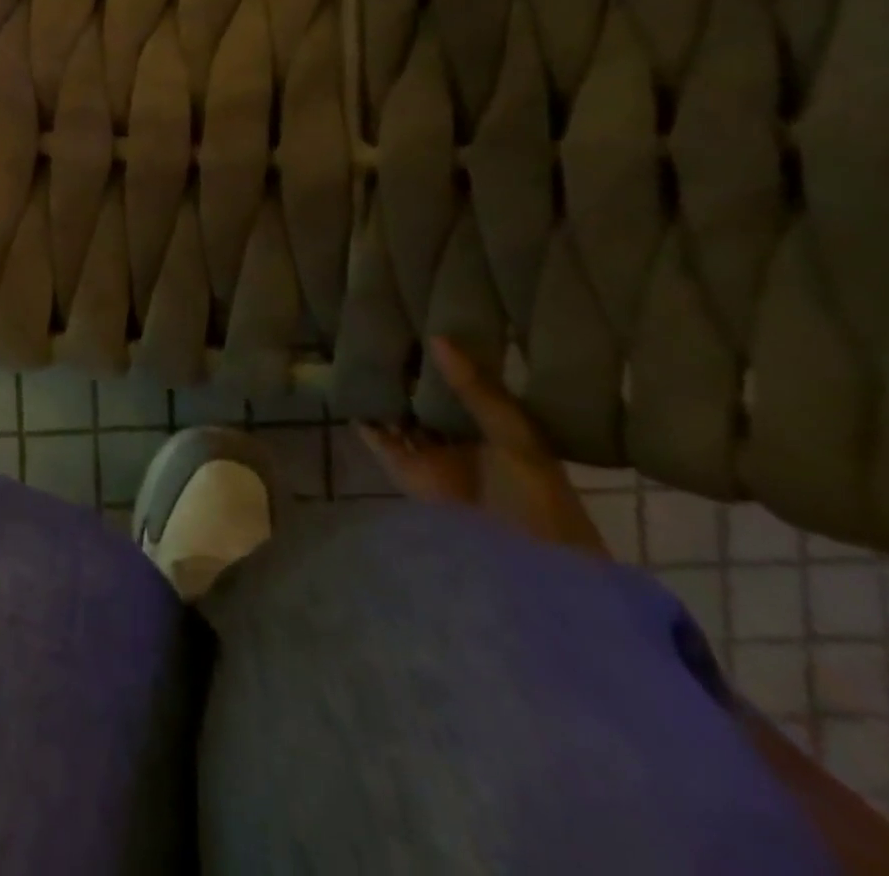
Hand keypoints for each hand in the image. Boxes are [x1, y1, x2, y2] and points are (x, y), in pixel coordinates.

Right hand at [361, 338, 607, 558]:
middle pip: (429, 396)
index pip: (466, 380)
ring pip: (403, 415)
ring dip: (386, 392)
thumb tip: (436, 338)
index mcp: (497, 426)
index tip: (423, 317)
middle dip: (410, 370)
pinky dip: (367, 422)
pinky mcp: (407, 476)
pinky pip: (382, 442)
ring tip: (359, 351)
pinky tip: (351, 393)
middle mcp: (462, 438)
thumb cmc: (537, 500)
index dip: (447, 355)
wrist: (529, 572)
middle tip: (384, 326)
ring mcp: (433, 457)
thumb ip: (477, 390)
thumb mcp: (515, 437)